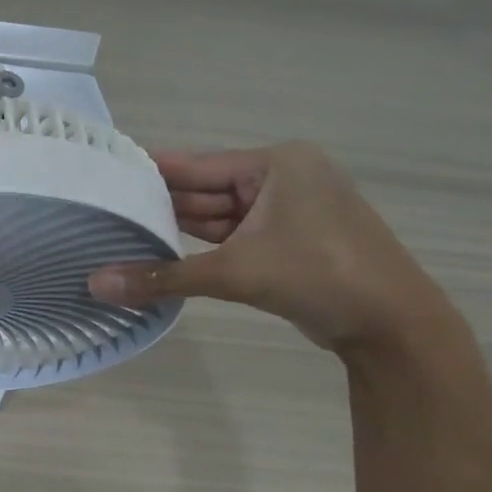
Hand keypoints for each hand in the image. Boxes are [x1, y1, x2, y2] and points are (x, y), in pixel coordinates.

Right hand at [88, 141, 448, 352]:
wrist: (396, 327)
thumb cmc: (320, 277)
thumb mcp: (235, 273)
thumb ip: (162, 277)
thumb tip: (95, 286)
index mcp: (276, 164)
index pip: (194, 165)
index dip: (147, 173)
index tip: (100, 178)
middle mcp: (282, 177)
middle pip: (203, 189)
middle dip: (158, 206)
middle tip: (102, 214)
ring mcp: (287, 210)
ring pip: (216, 215)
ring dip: (176, 229)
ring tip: (120, 235)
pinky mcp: (288, 240)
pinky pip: (232, 235)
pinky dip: (201, 247)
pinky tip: (160, 254)